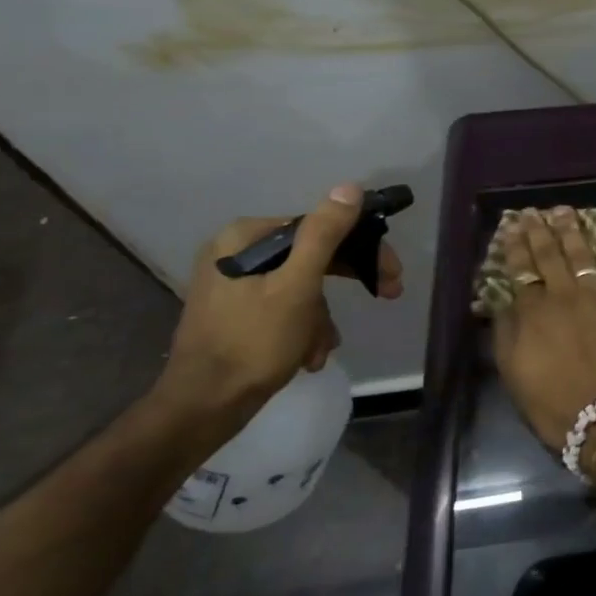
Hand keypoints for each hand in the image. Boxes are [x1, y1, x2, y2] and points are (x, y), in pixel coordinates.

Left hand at [157, 183, 403, 433]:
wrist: (203, 408)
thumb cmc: (253, 342)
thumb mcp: (297, 286)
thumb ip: (324, 235)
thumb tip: (350, 187)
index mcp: (245, 238)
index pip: (320, 226)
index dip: (362, 248)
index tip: (392, 274)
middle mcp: (237, 253)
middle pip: (313, 255)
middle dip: (347, 281)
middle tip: (388, 294)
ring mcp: (235, 284)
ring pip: (304, 285)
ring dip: (322, 318)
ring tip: (321, 348)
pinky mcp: (237, 312)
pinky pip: (287, 307)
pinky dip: (304, 329)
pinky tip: (307, 355)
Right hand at [492, 208, 595, 454]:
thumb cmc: (559, 407)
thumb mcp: (516, 377)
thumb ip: (507, 336)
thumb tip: (503, 304)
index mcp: (535, 313)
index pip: (521, 271)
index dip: (515, 247)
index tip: (512, 226)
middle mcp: (567, 296)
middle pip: (551, 256)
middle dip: (541, 231)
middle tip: (535, 212)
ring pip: (585, 255)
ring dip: (574, 232)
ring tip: (567, 213)